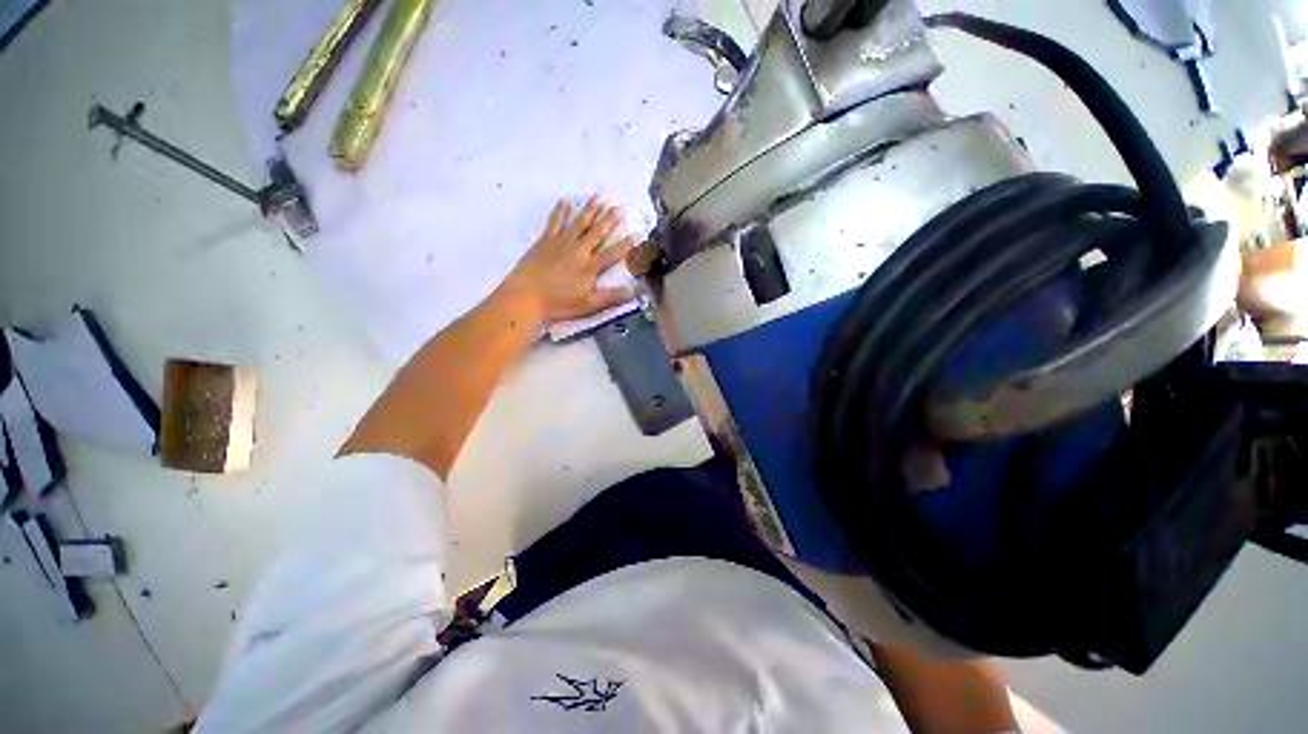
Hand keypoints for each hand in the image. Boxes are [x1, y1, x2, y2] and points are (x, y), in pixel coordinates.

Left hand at [503, 196, 637, 326]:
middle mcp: (578, 251)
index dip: (626, 244)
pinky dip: (560, 211)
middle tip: (618, 207)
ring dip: (589, 209)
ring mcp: (561, 243)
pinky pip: (555, 222)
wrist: (526, 296)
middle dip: (608, 220)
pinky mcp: (545, 241)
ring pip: (579, 222)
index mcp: (590, 267)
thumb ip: (611, 297)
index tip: (636, 233)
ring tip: (598, 197)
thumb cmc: (558, 303)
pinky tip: (565, 201)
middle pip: (597, 232)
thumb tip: (633, 290)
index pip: (613, 253)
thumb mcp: (588, 305)